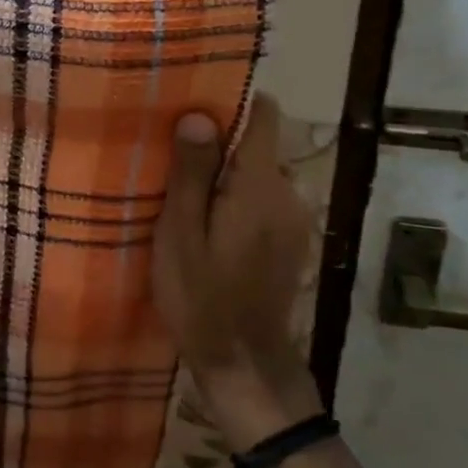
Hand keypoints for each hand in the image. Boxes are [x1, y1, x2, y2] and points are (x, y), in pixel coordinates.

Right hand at [152, 94, 320, 448]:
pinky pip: (265, 202)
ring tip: (185, 196)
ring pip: (260, 175)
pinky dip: (239, 202)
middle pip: (259, 145)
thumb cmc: (202, 297)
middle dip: (220, 144)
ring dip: (227, 176)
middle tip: (172, 160)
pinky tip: (210, 229)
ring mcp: (295, 221)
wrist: (244, 365)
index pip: (264, 114)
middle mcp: (288, 194)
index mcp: (260, 185)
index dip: (231, 103)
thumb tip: (199, 114)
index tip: (193, 108)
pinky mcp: (291, 243)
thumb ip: (191, 173)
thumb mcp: (180, 234)